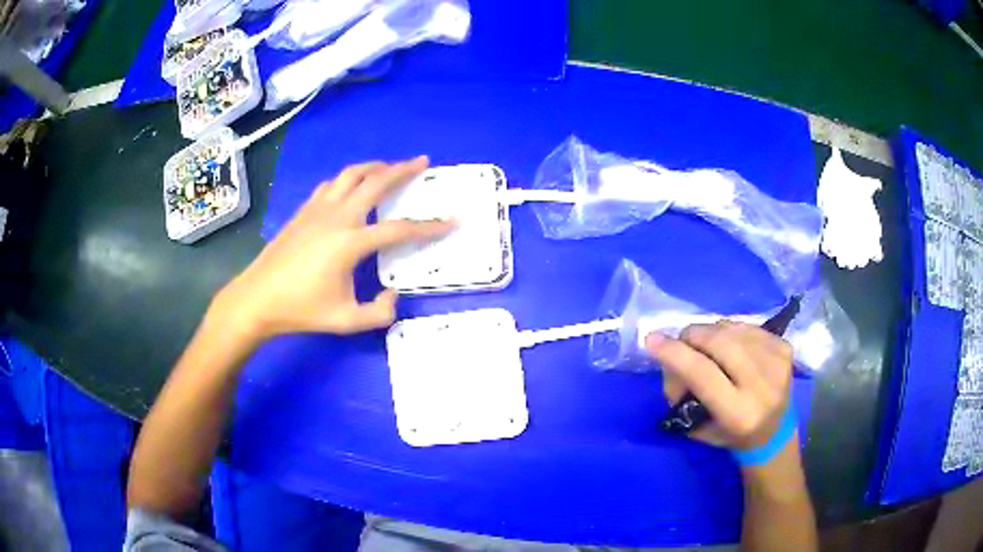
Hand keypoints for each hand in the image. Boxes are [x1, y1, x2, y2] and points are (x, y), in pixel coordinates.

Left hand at [215, 157, 451, 340]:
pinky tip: (352, 186)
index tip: (452, 221)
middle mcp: (337, 217)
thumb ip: (378, 313)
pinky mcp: (303, 210)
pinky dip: (349, 179)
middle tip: (423, 161)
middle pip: (376, 182)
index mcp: (350, 243)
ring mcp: (317, 209)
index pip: (399, 230)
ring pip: (351, 175)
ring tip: (390, 167)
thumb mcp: (345, 321)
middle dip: (403, 170)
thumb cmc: (300, 310)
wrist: (257, 299)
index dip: (429, 226)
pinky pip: (332, 184)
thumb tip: (394, 296)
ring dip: (375, 167)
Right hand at [645, 321, 792, 449]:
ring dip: (711, 333)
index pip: (703, 373)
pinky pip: (747, 326)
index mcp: (740, 414)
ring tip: (707, 349)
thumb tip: (672, 359)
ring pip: (732, 329)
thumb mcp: (699, 428)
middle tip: (682, 343)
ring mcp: (778, 363)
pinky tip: (730, 347)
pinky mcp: (785, 348)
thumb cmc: (730, 436)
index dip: (675, 354)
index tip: (652, 340)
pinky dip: (730, 332)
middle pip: (720, 343)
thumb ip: (683, 394)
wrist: (774, 432)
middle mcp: (763, 387)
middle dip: (693, 336)